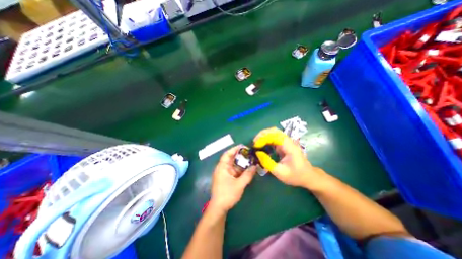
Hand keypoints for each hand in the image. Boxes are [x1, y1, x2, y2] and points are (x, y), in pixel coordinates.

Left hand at [210, 145, 256, 213]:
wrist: (219, 208)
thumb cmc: (227, 194)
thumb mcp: (239, 184)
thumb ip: (248, 175)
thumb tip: (255, 166)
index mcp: (222, 167)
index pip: (227, 154)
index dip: (234, 149)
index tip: (243, 146)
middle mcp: (222, 168)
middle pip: (231, 158)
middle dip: (240, 156)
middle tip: (250, 153)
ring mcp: (225, 173)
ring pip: (234, 165)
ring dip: (241, 163)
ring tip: (251, 160)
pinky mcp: (227, 178)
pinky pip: (234, 171)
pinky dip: (240, 169)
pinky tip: (247, 169)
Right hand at [252, 126, 323, 187]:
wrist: (308, 176)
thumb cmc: (296, 175)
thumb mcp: (280, 172)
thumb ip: (268, 163)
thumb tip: (257, 153)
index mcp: (289, 147)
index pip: (275, 135)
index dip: (264, 138)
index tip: (256, 145)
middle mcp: (288, 141)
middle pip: (274, 131)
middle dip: (262, 134)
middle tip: (254, 142)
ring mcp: (286, 142)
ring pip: (273, 133)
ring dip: (263, 136)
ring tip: (256, 144)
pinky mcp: (283, 145)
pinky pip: (273, 138)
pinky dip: (266, 140)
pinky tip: (261, 145)